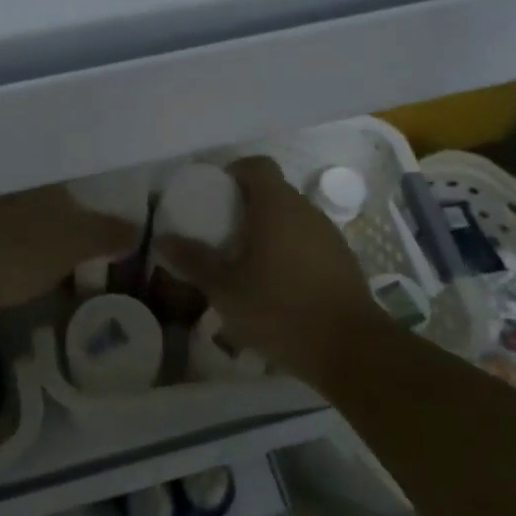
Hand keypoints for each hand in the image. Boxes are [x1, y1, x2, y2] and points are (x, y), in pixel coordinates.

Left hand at [0, 184, 138, 317]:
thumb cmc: (21, 252)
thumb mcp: (76, 244)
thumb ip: (108, 233)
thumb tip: (137, 228)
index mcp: (42, 179)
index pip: (74, 189)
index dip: (88, 213)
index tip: (97, 239)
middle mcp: (12, 183)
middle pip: (46, 203)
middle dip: (61, 224)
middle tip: (77, 256)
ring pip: (20, 218)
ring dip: (35, 238)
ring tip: (50, 269)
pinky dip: (12, 249)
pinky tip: (16, 271)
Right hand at [157, 156, 380, 384]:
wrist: (352, 350)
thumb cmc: (280, 309)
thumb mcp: (225, 289)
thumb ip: (194, 261)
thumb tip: (164, 239)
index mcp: (277, 206)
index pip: (257, 165)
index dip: (234, 172)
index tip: (214, 194)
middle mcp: (306, 211)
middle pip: (273, 192)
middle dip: (246, 207)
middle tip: (221, 233)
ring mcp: (329, 236)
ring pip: (292, 220)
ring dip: (268, 232)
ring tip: (245, 264)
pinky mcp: (343, 262)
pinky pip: (308, 244)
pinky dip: (288, 253)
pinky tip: (275, 288)